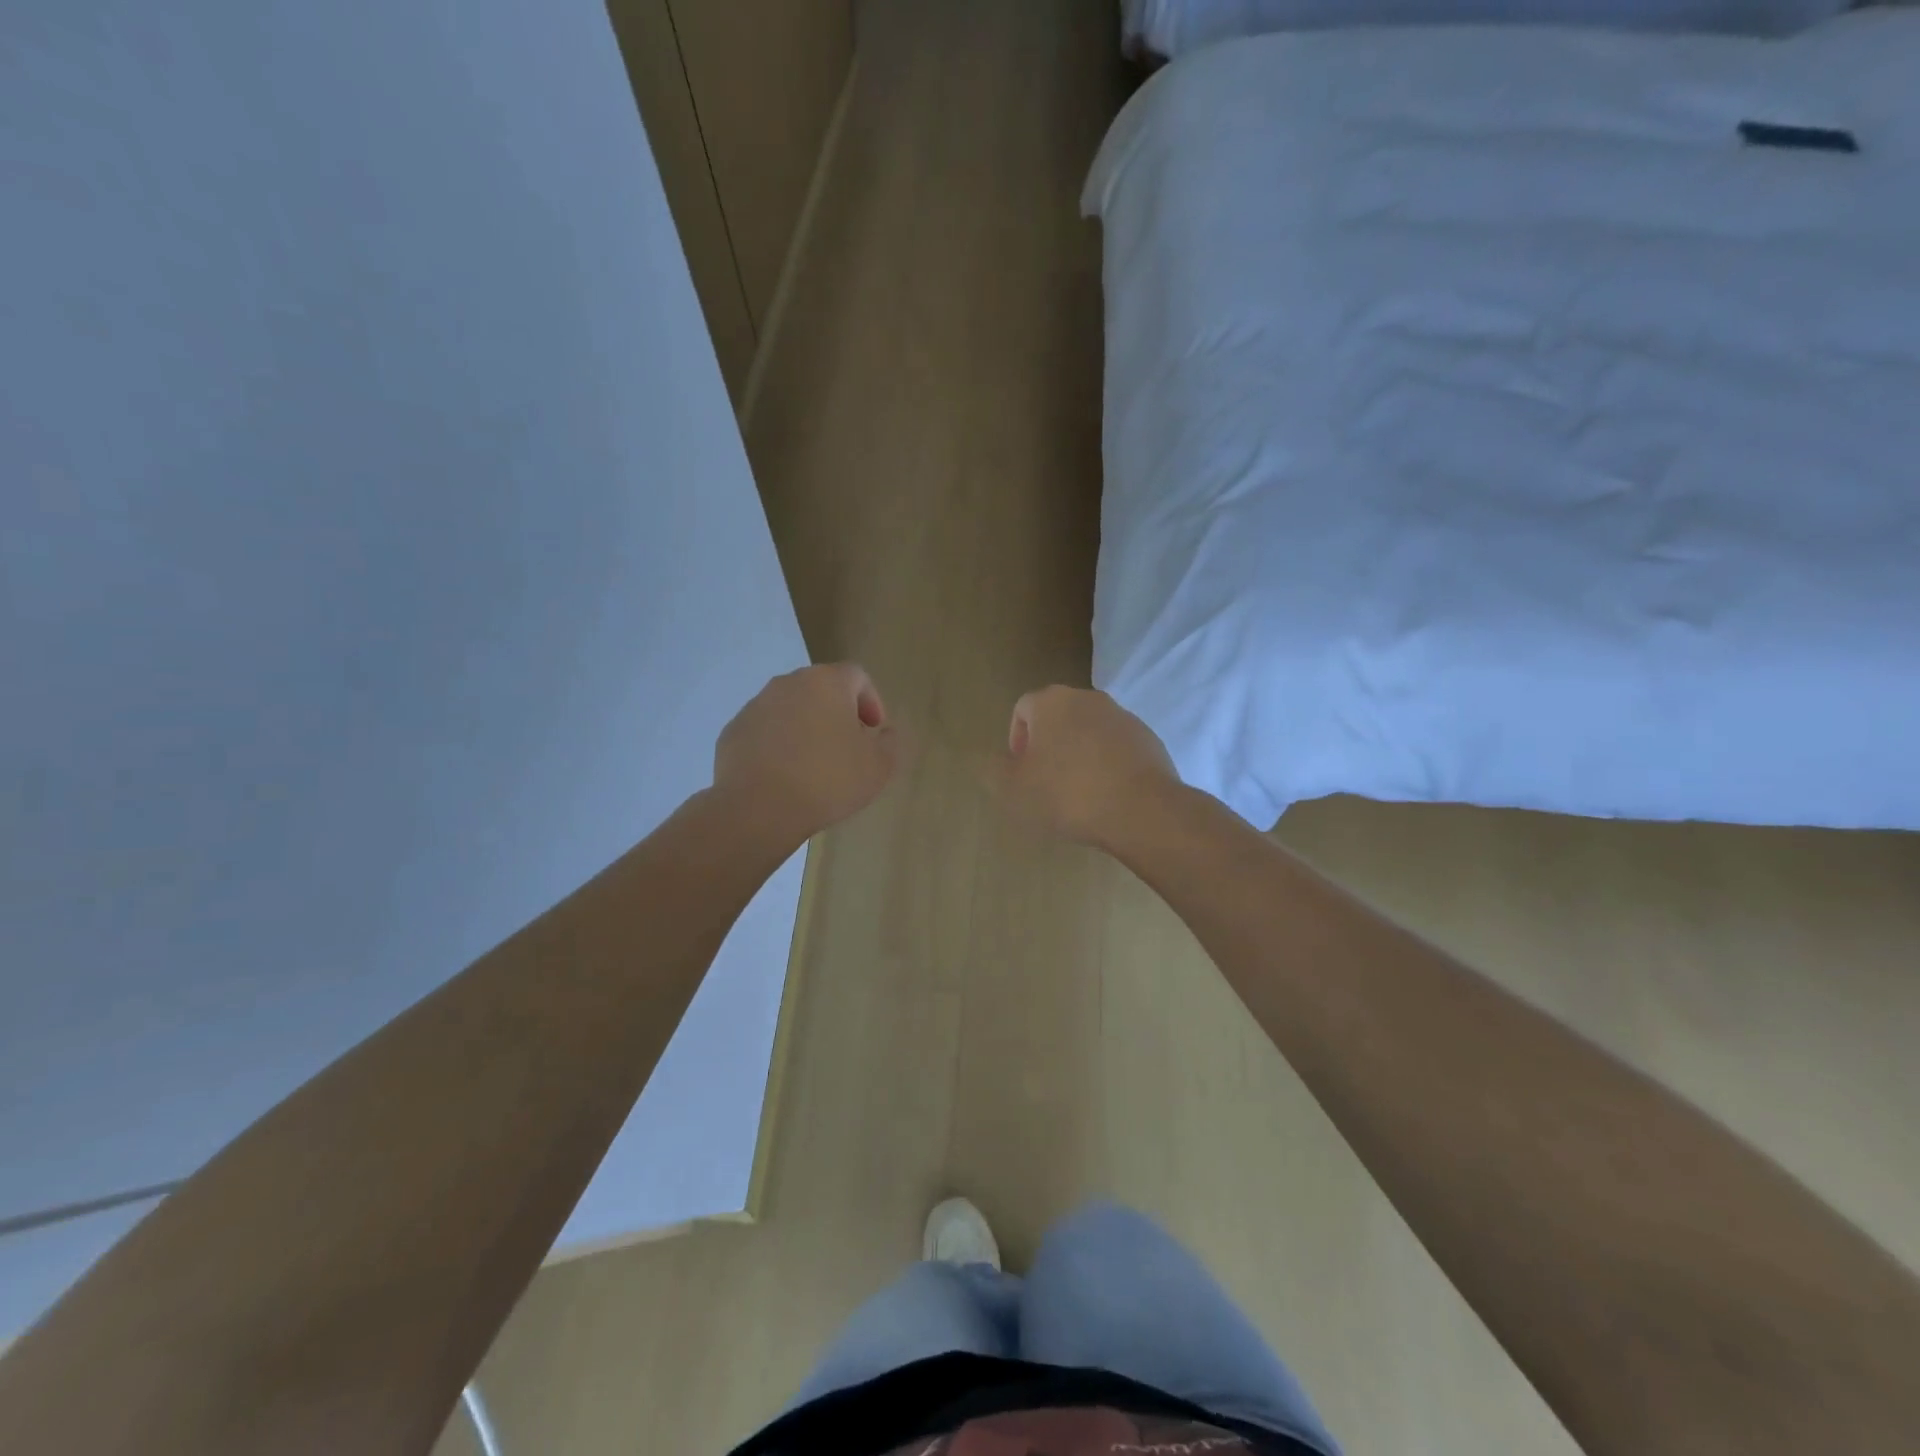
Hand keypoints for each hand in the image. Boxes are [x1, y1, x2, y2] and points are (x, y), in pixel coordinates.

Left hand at [713, 664, 900, 845]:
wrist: (758, 808)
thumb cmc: (828, 780)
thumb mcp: (878, 766)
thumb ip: (890, 743)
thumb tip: (885, 733)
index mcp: (826, 682)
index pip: (857, 676)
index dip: (872, 701)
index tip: (874, 732)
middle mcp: (788, 683)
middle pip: (821, 689)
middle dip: (838, 713)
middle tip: (848, 747)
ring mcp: (756, 706)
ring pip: (790, 709)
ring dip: (806, 728)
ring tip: (815, 765)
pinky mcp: (733, 731)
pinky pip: (765, 731)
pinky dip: (778, 744)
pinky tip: (785, 775)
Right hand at [985, 686, 1180, 849]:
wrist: (1140, 809)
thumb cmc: (1067, 794)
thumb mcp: (1014, 790)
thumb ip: (996, 770)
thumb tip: (998, 760)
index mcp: (1052, 702)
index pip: (1023, 708)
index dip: (1016, 739)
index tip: (1020, 770)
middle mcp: (1088, 698)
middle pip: (1058, 717)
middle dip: (1048, 744)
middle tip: (1045, 781)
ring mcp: (1122, 717)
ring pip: (1089, 731)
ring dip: (1079, 753)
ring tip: (1078, 791)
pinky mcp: (1148, 738)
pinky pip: (1116, 747)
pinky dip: (1107, 763)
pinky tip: (1107, 794)